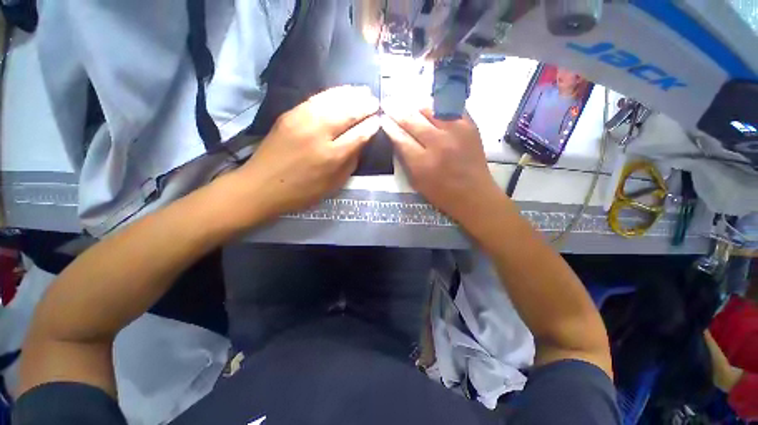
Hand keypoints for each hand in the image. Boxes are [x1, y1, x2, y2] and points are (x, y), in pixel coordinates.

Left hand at [235, 86, 379, 220]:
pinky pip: (316, 98)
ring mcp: (302, 120)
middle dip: (365, 106)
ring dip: (351, 95)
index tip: (379, 120)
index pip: (358, 135)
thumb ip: (350, 163)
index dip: (371, 126)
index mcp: (331, 157)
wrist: (262, 185)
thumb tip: (362, 142)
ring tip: (363, 91)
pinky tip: (341, 91)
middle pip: (347, 113)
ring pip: (332, 101)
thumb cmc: (302, 191)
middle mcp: (318, 134)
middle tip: (376, 102)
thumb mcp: (333, 184)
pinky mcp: (289, 114)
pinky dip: (332, 93)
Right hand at [381, 105, 501, 226]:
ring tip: (408, 106)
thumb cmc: (442, 194)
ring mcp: (456, 131)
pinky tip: (430, 108)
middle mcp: (438, 143)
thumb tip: (396, 138)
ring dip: (416, 108)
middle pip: (412, 120)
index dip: (389, 127)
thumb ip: (405, 160)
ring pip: (429, 109)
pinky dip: (436, 108)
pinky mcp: (470, 125)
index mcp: (423, 163)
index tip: (382, 119)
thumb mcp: (417, 182)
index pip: (400, 138)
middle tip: (389, 104)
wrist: (474, 194)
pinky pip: (448, 108)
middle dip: (397, 112)